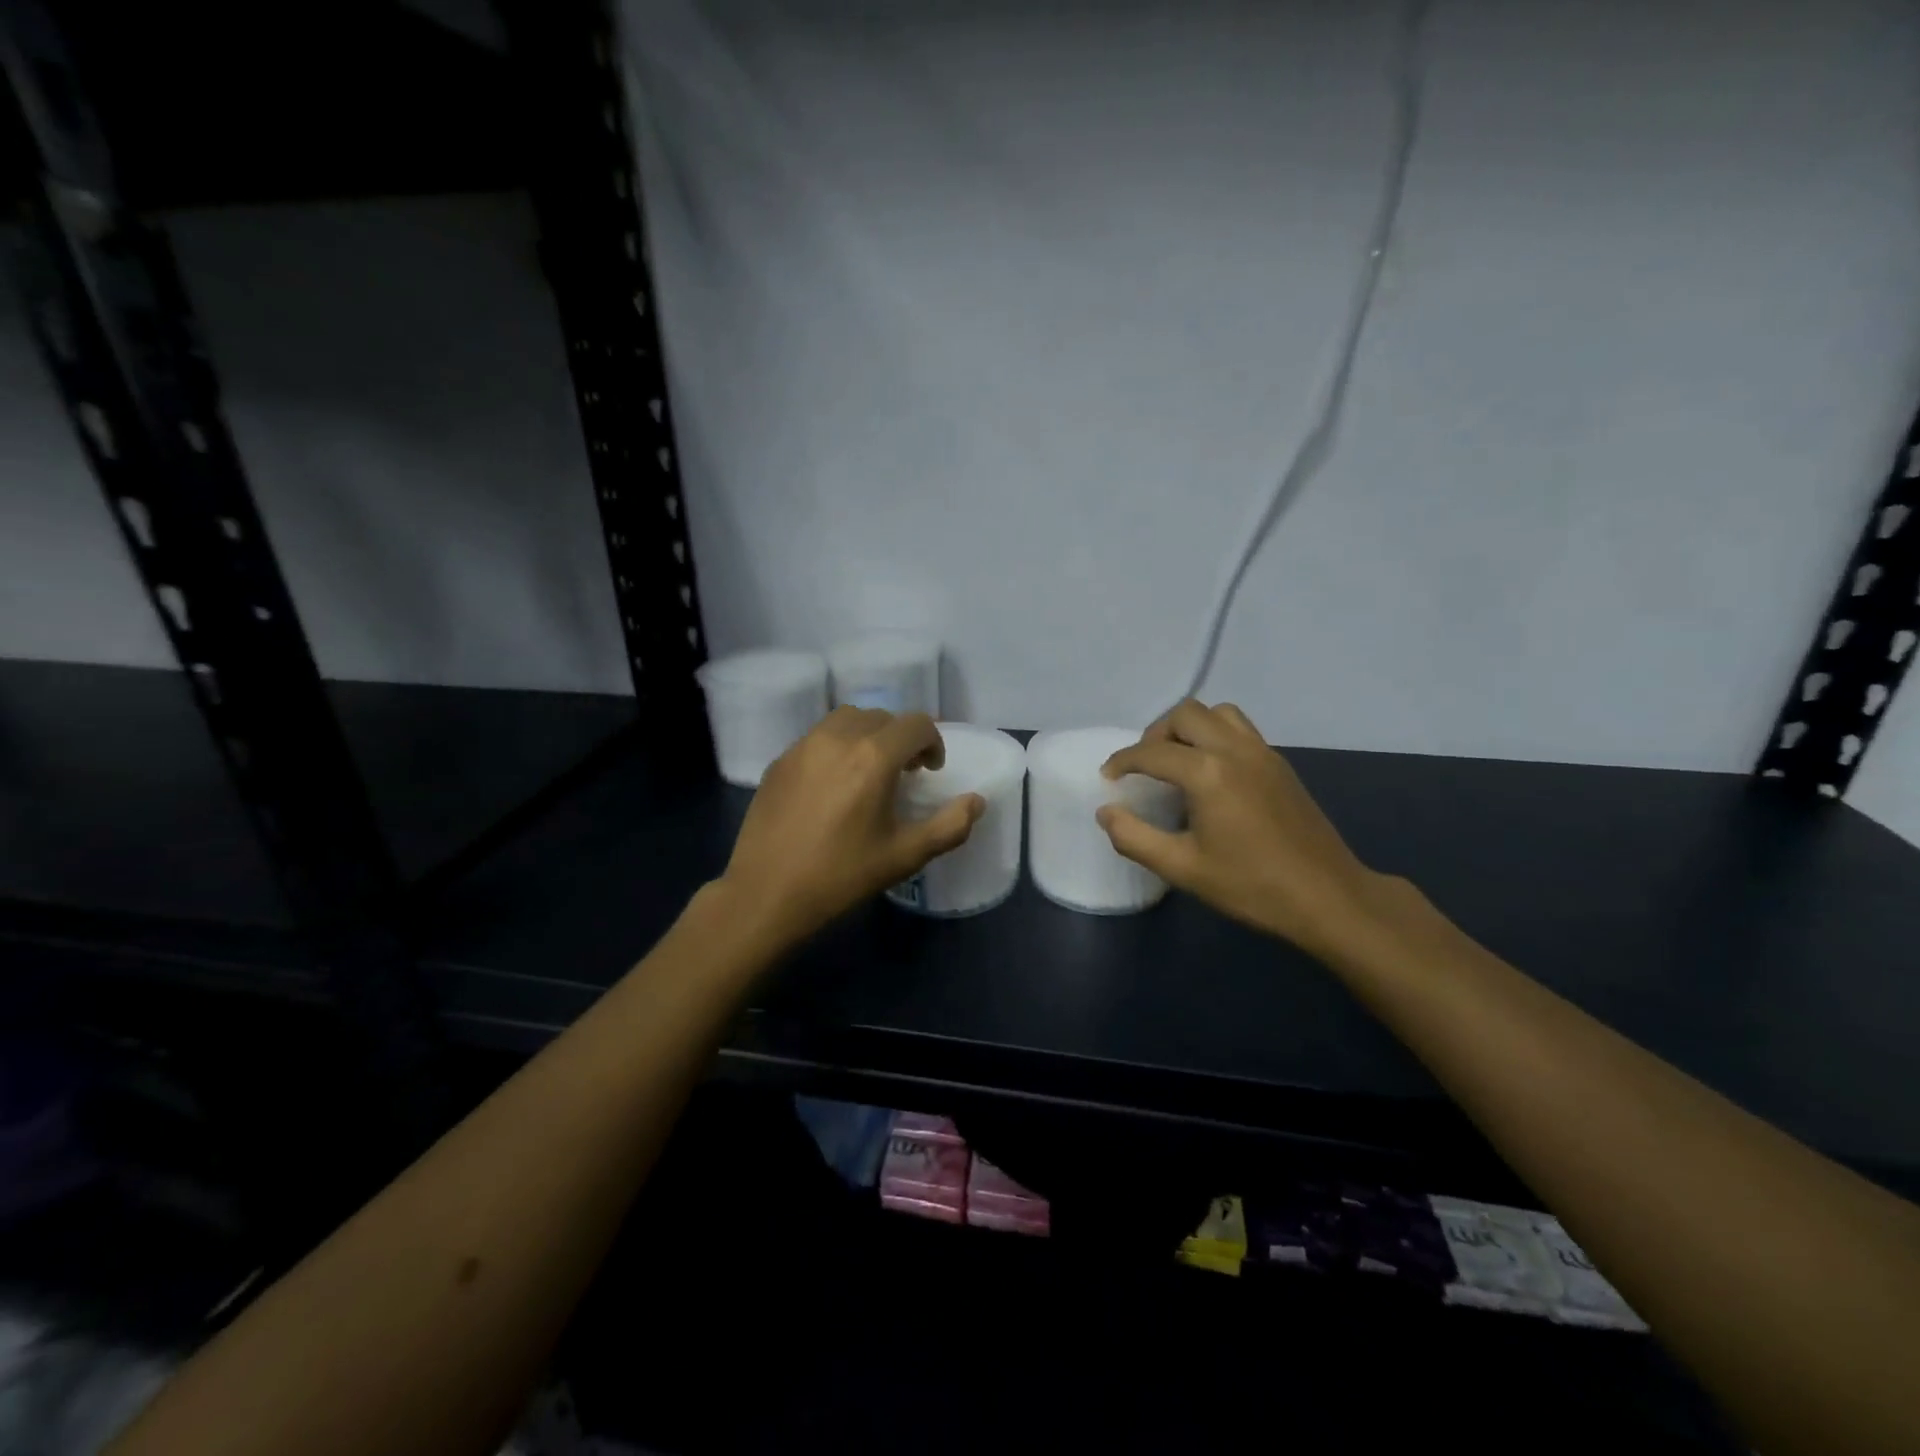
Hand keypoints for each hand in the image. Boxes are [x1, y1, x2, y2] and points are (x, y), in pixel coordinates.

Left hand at [719, 707, 985, 945]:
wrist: (766, 894)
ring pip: (847, 719)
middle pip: (882, 717)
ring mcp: (803, 746)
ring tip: (869, 770)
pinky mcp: (779, 760)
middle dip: (901, 738)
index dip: (932, 742)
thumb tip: (976, 801)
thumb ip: (949, 825)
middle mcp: (838, 738)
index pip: (916, 724)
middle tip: (905, 772)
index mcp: (873, 757)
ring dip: (868, 735)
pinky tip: (834, 784)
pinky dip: (837, 746)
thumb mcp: (905, 856)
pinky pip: (818, 737)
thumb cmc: (841, 876)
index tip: (931, 771)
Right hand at [1098, 699, 1390, 958]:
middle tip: (1144, 766)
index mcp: (1208, 773)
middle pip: (1185, 714)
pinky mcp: (1280, 764)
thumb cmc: (1250, 885)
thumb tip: (1106, 813)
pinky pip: (1240, 729)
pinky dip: (1215, 735)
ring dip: (1189, 727)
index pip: (1152, 752)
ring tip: (1177, 760)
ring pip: (1217, 713)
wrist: (1327, 897)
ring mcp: (1262, 753)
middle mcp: (1235, 750)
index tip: (1108, 777)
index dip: (1122, 761)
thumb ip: (1134, 838)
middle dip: (1155, 734)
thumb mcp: (1182, 869)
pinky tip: (1211, 773)